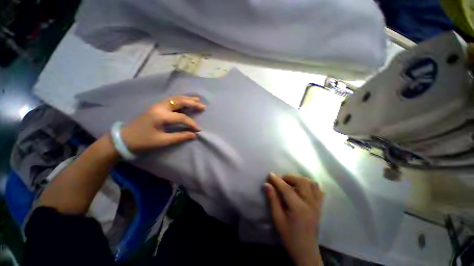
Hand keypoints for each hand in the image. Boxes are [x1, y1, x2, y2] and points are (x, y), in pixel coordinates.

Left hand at [120, 95, 205, 152]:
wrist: (124, 138)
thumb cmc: (143, 141)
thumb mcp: (162, 141)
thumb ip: (179, 137)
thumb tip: (194, 135)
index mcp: (161, 116)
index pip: (182, 117)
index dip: (192, 123)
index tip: (198, 130)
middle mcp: (160, 107)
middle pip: (179, 101)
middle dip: (193, 103)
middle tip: (203, 106)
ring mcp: (157, 106)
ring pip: (175, 99)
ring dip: (187, 99)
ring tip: (198, 100)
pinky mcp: (156, 107)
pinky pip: (172, 101)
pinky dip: (181, 100)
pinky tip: (186, 101)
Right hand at [265, 173, 323, 265]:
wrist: (306, 251)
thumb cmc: (289, 236)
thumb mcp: (277, 219)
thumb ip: (272, 200)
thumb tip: (267, 185)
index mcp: (299, 208)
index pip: (287, 189)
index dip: (277, 180)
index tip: (270, 174)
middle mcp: (310, 203)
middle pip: (302, 182)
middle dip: (289, 177)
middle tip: (280, 180)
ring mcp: (317, 204)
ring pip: (311, 183)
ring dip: (299, 179)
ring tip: (290, 182)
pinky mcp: (320, 206)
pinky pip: (318, 189)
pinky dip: (309, 184)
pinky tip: (302, 188)